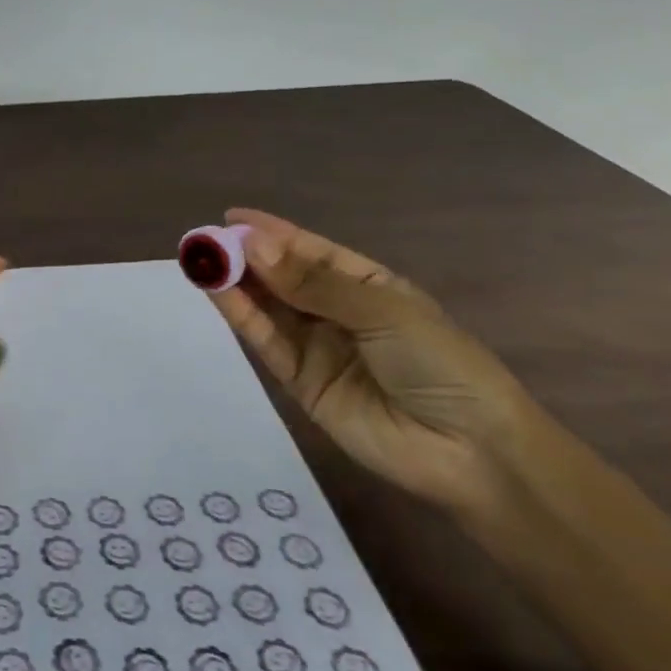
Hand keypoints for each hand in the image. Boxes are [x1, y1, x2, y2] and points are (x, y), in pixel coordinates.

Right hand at [207, 209, 536, 515]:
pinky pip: (265, 340)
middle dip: (245, 256)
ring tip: (200, 258)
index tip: (230, 216)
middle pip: (282, 277)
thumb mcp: (382, 312)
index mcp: (368, 286)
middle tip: (204, 239)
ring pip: (267, 306)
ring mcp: (316, 347)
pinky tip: (217, 290)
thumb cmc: (440, 365)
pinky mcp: (298, 381)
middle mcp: (336, 312)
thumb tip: (252, 247)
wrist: (470, 454)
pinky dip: (240, 315)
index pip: (311, 251)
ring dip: (235, 282)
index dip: (272, 233)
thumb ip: (312, 283)